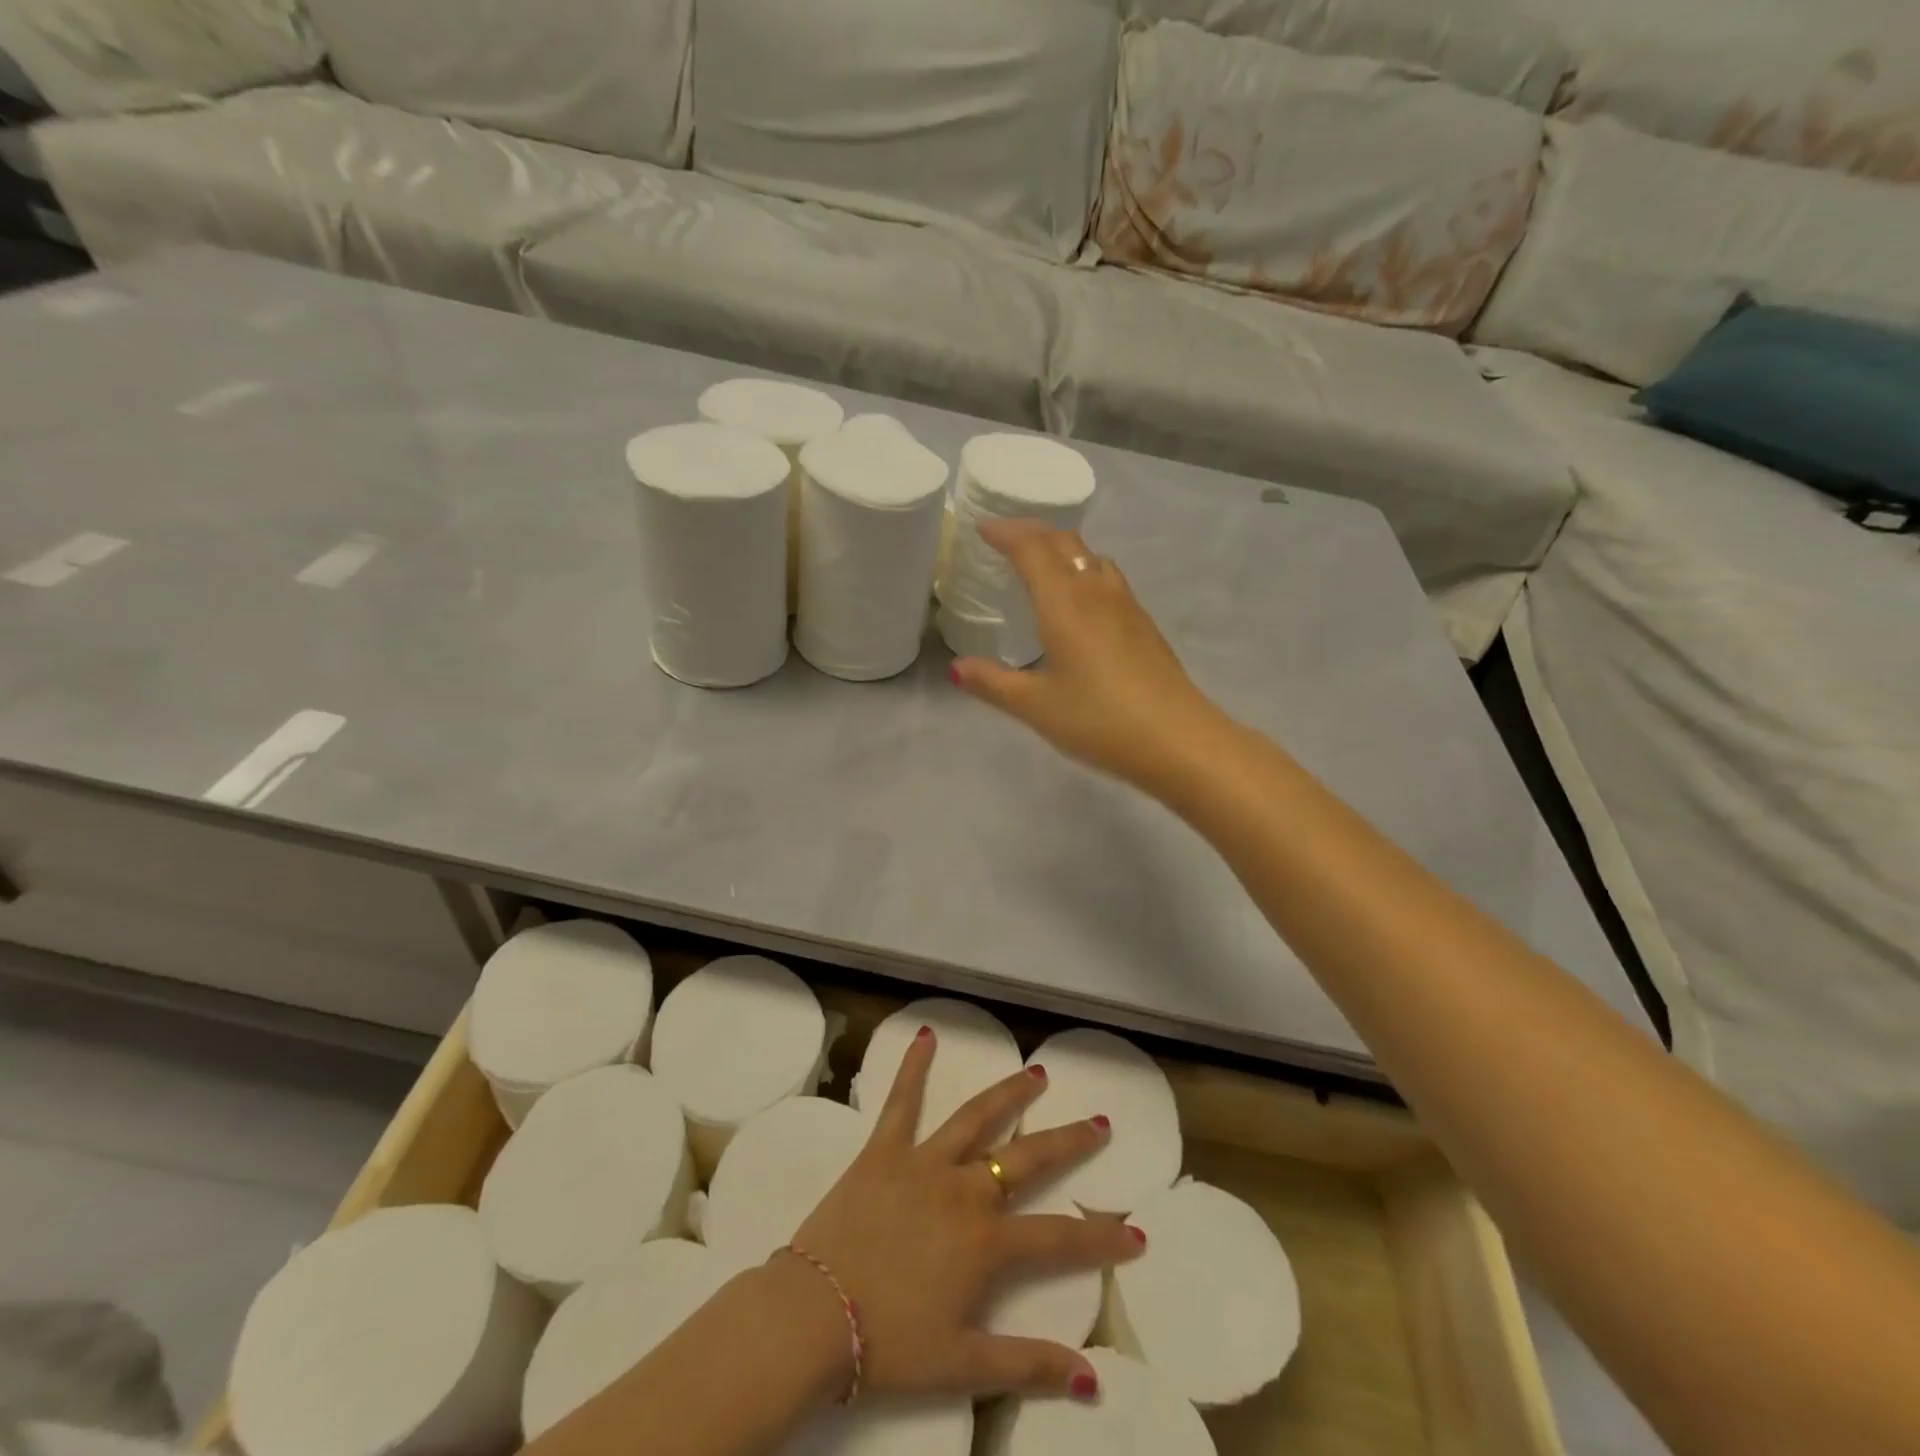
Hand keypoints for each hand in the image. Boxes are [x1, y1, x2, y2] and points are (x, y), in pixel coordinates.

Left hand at [787, 1027, 1140, 1400]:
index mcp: (985, 1241)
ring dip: (1009, 1094)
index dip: (1101, 1238)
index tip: (1137, 1233)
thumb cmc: (888, 1342)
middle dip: (1068, 1142)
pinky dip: (913, 1066)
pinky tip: (926, 1035)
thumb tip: (1091, 1380)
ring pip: (975, 1118)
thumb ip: (1028, 1366)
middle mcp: (962, 1189)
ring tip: (1036, 1073)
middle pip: (1026, 1158)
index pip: (1058, 1238)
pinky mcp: (883, 1149)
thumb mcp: (962, 1366)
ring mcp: (922, 1161)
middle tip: (1098, 1122)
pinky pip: (901, 1101)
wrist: (813, 1316)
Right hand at [949, 518, 1223, 791]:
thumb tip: (956, 669)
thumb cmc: (1098, 719)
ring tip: (1042, 564)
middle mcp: (1096, 591)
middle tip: (1006, 539)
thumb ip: (993, 684)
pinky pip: (1108, 579)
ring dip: (1063, 549)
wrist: (1176, 739)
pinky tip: (1081, 603)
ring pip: (1092, 557)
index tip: (982, 528)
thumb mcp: (1035, 706)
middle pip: (1064, 542)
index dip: (1005, 532)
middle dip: (1032, 532)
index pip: (1031, 548)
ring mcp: (1126, 605)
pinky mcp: (1144, 625)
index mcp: (1064, 602)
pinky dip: (1084, 571)